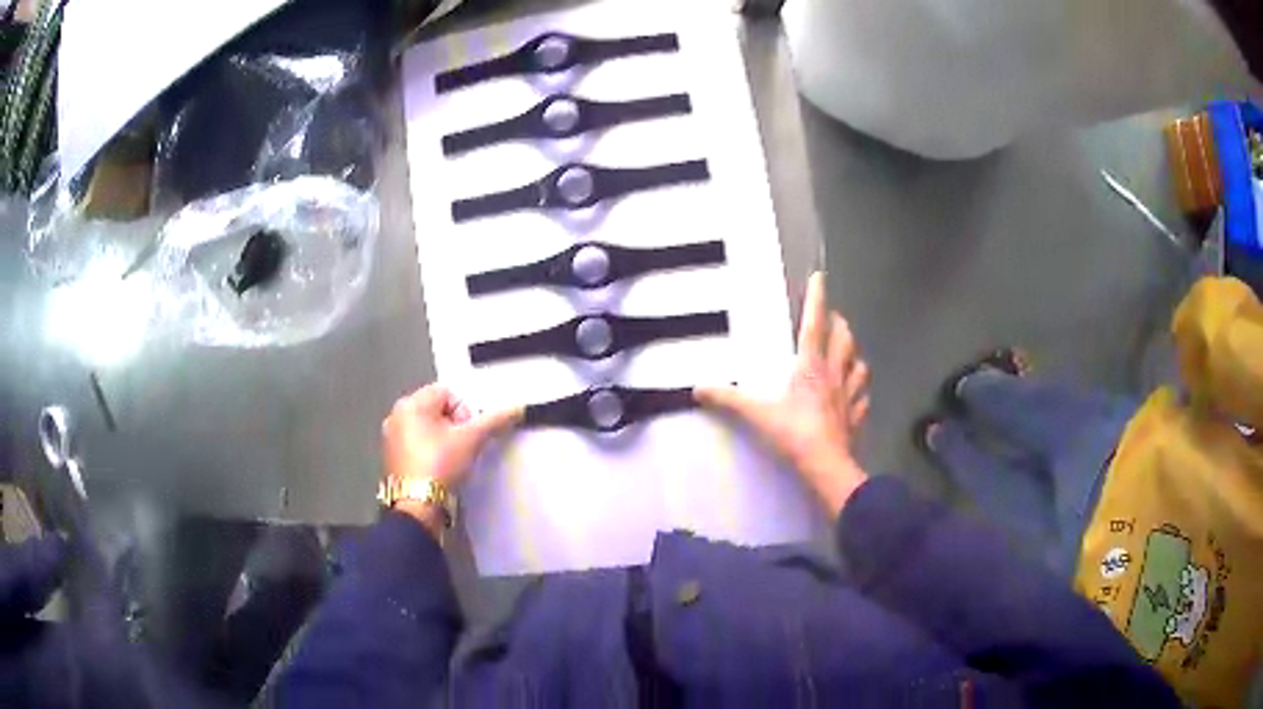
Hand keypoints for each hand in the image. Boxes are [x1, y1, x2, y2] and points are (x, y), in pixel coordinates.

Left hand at [382, 385, 521, 532]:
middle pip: (436, 409)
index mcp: (411, 404)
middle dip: (453, 425)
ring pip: (426, 427)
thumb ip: (495, 420)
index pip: (448, 393)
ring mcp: (391, 437)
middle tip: (460, 447)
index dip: (464, 413)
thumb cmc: (440, 466)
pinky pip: (415, 443)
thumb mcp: (471, 440)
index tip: (467, 434)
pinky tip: (436, 467)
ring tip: (450, 459)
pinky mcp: (391, 456)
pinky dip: (428, 451)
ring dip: (441, 438)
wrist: (418, 506)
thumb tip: (517, 407)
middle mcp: (396, 415)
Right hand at [696, 272, 870, 516]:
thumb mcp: (757, 415)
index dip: (817, 300)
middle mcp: (834, 376)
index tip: (820, 277)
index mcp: (811, 368)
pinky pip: (862, 399)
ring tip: (848, 353)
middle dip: (840, 324)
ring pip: (859, 366)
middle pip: (843, 340)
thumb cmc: (793, 435)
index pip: (815, 325)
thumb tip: (698, 388)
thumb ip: (728, 399)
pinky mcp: (855, 417)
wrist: (825, 467)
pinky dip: (861, 391)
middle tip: (833, 318)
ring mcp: (848, 397)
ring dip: (854, 355)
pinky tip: (857, 394)